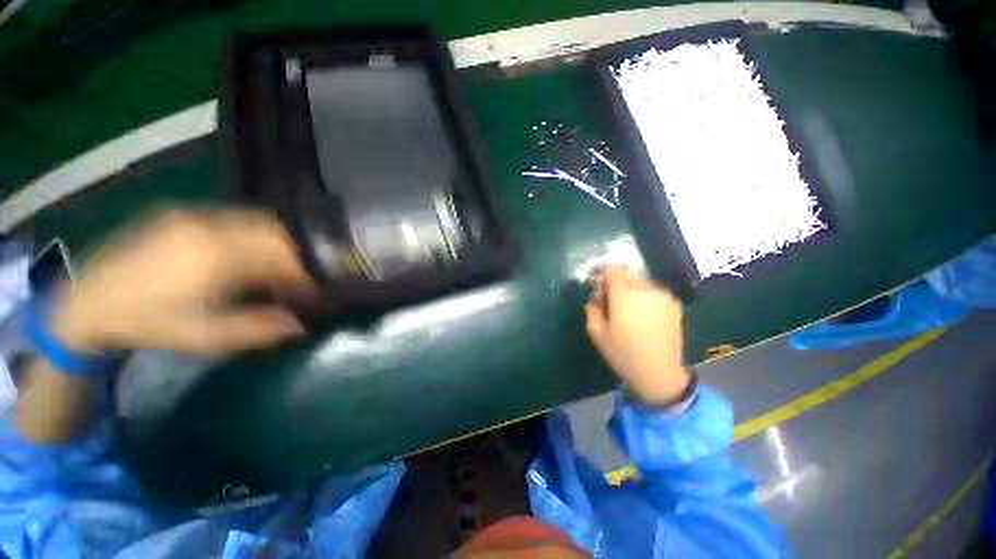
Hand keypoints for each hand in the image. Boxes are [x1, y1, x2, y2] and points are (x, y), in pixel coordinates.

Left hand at [50, 209, 313, 355]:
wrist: (88, 302)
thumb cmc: (148, 323)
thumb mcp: (202, 337)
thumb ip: (256, 329)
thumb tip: (300, 325)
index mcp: (215, 255)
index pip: (281, 254)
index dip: (304, 271)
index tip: (312, 289)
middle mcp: (208, 226)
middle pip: (273, 230)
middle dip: (295, 253)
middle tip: (297, 278)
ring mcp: (192, 216)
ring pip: (255, 221)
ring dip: (275, 244)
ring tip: (275, 268)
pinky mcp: (181, 215)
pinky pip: (233, 220)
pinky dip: (252, 236)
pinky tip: (245, 257)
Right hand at [584, 266, 690, 405]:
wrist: (659, 373)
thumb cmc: (622, 353)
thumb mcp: (596, 331)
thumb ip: (592, 307)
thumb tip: (596, 294)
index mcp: (624, 295)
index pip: (612, 270)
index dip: (602, 275)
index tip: (599, 287)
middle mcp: (645, 289)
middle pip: (627, 274)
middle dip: (616, 282)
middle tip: (611, 300)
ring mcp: (663, 296)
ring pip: (641, 282)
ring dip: (631, 289)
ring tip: (628, 310)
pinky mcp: (674, 304)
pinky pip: (654, 291)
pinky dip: (645, 296)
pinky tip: (643, 315)